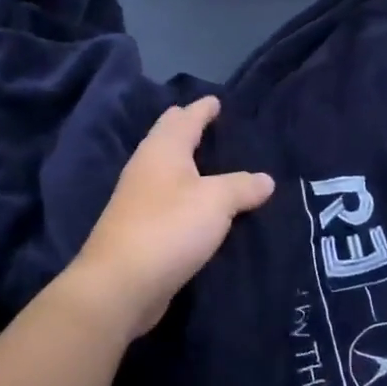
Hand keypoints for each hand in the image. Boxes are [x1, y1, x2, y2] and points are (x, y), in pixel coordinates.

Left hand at [63, 97, 272, 340]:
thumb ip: (242, 186)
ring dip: (185, 162)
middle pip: (167, 138)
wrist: (120, 285)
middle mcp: (146, 167)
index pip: (185, 119)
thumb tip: (266, 179)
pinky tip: (195, 204)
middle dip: (186, 127)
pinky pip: (167, 197)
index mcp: (163, 150)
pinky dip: (183, 192)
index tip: (215, 100)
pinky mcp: (139, 228)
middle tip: (209, 123)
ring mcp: (138, 199)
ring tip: (209, 162)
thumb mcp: (216, 202)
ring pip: (165, 168)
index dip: (202, 109)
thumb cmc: (169, 228)